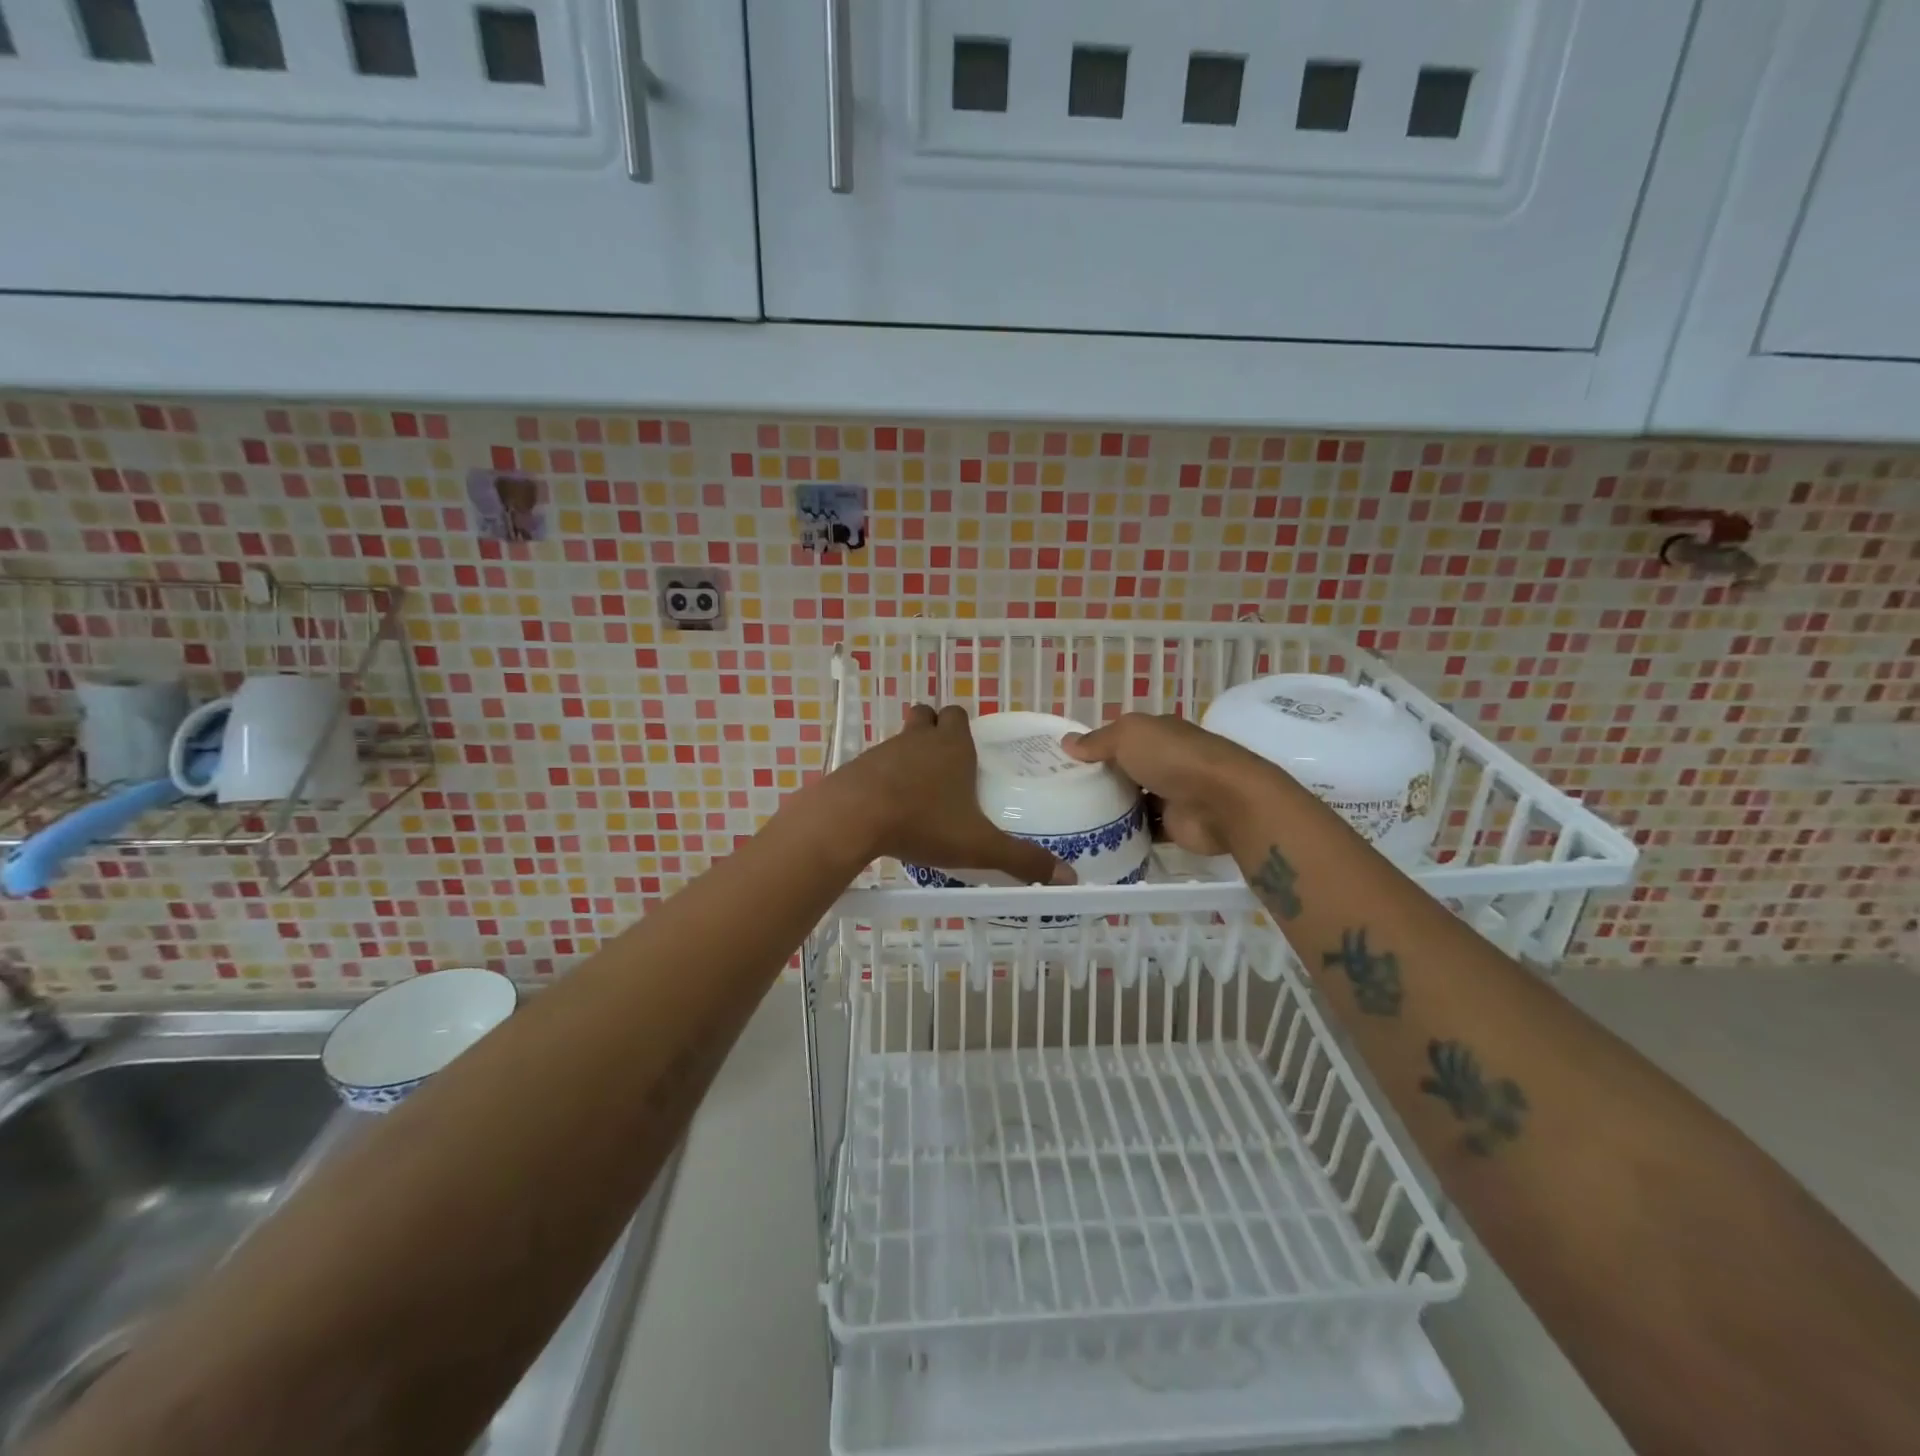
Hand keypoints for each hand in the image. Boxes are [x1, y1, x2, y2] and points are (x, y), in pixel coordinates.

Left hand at [824, 705, 1074, 883]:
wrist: (853, 819)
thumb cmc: (923, 822)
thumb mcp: (979, 845)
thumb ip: (1021, 860)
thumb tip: (1068, 877)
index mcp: (952, 747)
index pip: (958, 715)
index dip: (963, 727)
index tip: (969, 750)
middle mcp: (918, 740)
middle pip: (926, 716)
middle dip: (935, 729)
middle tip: (945, 762)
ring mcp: (883, 750)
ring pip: (900, 739)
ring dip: (909, 753)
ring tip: (918, 789)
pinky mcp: (857, 768)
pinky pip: (875, 763)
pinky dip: (883, 776)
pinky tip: (887, 805)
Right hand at [1063, 713, 1279, 854]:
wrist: (1224, 802)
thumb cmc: (1174, 758)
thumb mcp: (1129, 736)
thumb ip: (1098, 741)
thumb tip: (1067, 742)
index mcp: (1158, 733)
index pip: (1121, 738)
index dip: (1095, 748)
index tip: (1064, 763)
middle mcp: (1167, 761)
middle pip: (1126, 770)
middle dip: (1100, 780)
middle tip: (1062, 795)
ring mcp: (1172, 794)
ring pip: (1134, 800)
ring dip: (1112, 808)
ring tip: (1073, 819)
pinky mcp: (1175, 825)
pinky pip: (1145, 829)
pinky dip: (1127, 833)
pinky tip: (1099, 839)